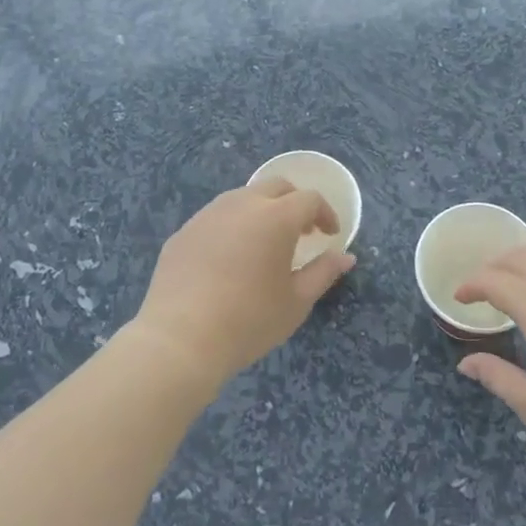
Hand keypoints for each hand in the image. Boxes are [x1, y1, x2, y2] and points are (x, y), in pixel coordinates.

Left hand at [129, 180, 355, 387]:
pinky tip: (229, 260)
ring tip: (265, 243)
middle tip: (302, 232)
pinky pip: (216, 218)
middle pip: (276, 186)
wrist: (180, 339)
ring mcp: (208, 214)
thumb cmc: (249, 320)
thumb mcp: (297, 302)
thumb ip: (324, 272)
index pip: (309, 199)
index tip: (330, 235)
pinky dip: (232, 227)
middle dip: (295, 202)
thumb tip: (345, 256)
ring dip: (262, 211)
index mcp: (276, 217)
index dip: (325, 214)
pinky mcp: (183, 231)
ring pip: (242, 197)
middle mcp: (242, 204)